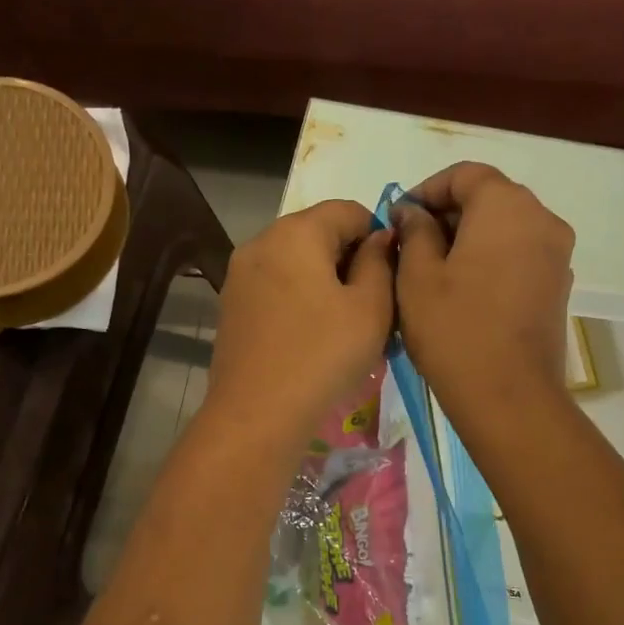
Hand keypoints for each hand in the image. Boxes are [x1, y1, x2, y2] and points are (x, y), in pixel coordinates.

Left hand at [207, 200, 394, 447]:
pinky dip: (299, 300)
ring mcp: (239, 276)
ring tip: (345, 325)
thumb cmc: (323, 355)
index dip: (378, 235)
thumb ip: (380, 262)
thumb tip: (378, 239)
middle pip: (317, 234)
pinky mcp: (231, 307)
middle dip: (350, 260)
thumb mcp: (371, 307)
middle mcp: (260, 243)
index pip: (348, 210)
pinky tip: (313, 337)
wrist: (257, 414)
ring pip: (295, 263)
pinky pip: (276, 288)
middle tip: (374, 305)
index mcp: (295, 232)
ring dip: (325, 282)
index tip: (391, 276)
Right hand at [393, 162, 574, 427]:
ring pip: (506, 228)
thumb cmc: (454, 329)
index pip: (465, 174)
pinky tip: (464, 290)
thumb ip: (414, 231)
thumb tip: (414, 212)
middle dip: (448, 213)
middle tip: (411, 245)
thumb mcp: (417, 275)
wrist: (508, 395)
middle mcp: (541, 219)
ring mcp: (557, 254)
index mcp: (506, 206)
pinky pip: (520, 255)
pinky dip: (491, 259)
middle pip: (490, 197)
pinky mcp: (559, 286)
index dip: (427, 189)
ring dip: (470, 237)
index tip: (399, 218)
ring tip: (434, 270)